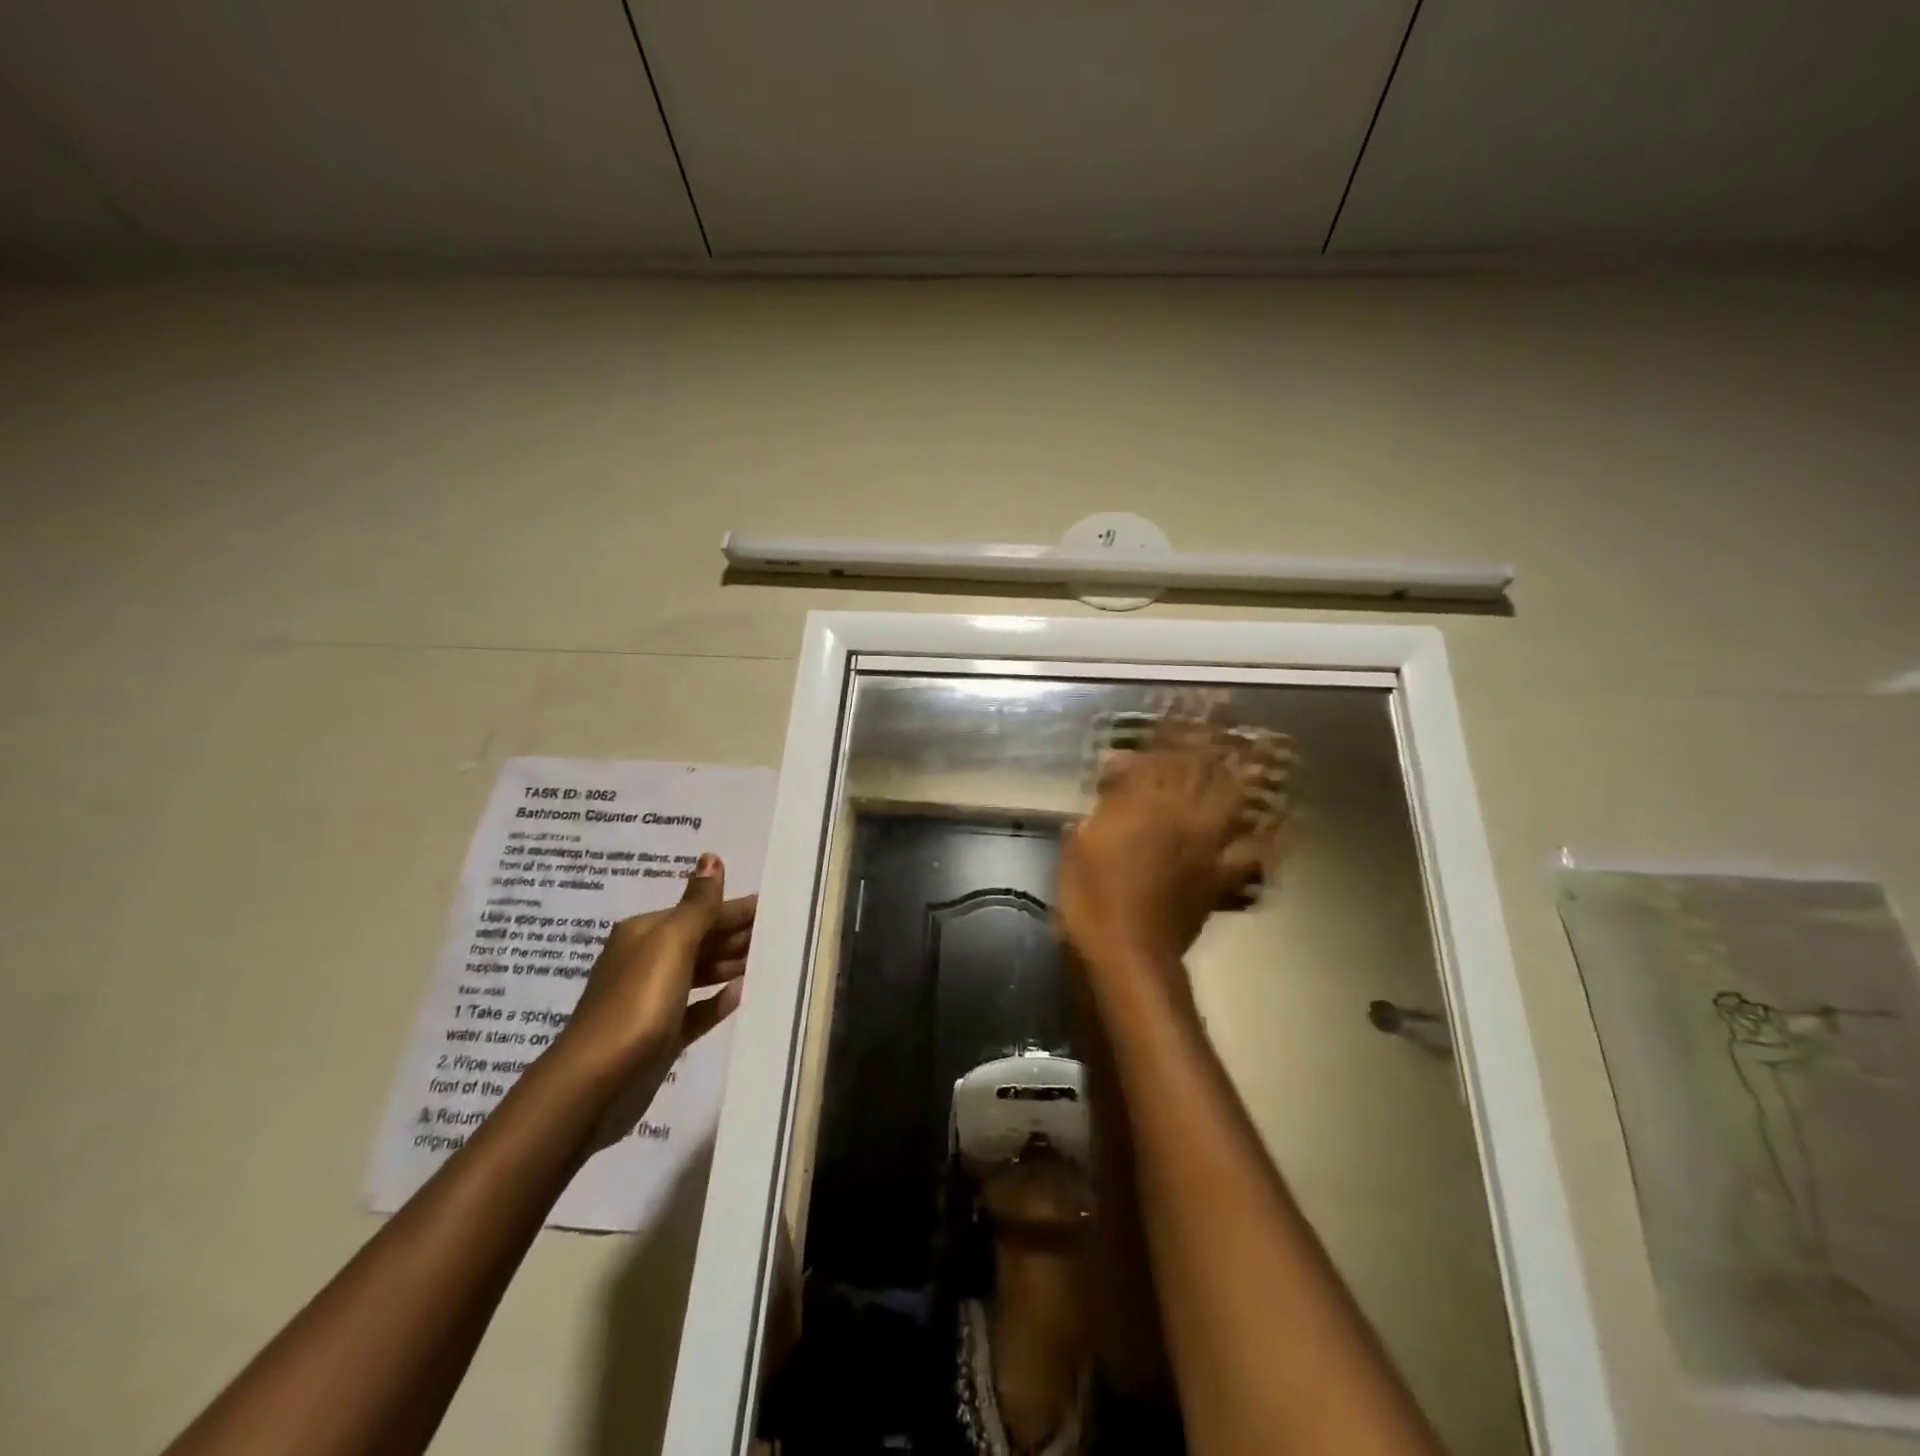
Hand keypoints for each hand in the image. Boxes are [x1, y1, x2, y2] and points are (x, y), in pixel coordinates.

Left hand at [554, 853, 754, 1144]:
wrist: (596, 1083)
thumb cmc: (637, 1003)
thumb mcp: (671, 944)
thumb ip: (698, 905)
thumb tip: (711, 857)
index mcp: (645, 933)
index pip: (700, 912)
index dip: (735, 909)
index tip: (773, 906)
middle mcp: (646, 961)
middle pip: (700, 940)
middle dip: (735, 934)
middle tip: (779, 933)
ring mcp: (652, 1000)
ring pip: (699, 973)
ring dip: (730, 964)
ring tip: (767, 960)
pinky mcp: (660, 1036)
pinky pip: (695, 1011)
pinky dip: (716, 1001)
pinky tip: (739, 996)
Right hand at [1057, 740, 1266, 969]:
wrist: (1127, 951)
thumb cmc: (1091, 896)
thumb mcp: (1080, 843)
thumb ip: (1104, 804)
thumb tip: (1116, 770)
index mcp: (1145, 808)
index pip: (1161, 760)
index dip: (1171, 733)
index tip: (1181, 708)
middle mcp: (1183, 820)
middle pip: (1205, 773)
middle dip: (1217, 743)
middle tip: (1231, 718)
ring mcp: (1207, 849)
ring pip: (1234, 804)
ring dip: (1247, 778)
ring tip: (1263, 756)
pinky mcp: (1220, 880)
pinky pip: (1251, 856)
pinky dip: (1269, 840)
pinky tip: (1284, 827)